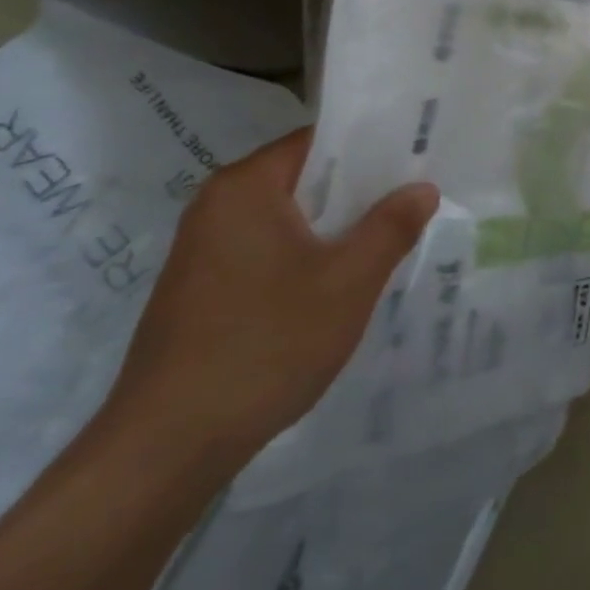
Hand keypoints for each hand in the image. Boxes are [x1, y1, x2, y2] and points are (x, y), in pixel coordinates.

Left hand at [103, 128, 437, 470]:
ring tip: (385, 242)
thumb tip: (423, 188)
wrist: (166, 448)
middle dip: (358, 191)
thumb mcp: (348, 282)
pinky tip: (335, 287)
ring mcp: (203, 250)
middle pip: (304, 178)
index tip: (416, 161)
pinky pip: (266, 251)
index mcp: (246, 187)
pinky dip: (304, 257)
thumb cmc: (265, 345)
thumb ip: (391, 226)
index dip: (372, 147)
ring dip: (333, 229)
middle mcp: (217, 206)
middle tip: (412, 202)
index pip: (319, 141)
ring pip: (287, 219)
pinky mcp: (200, 289)